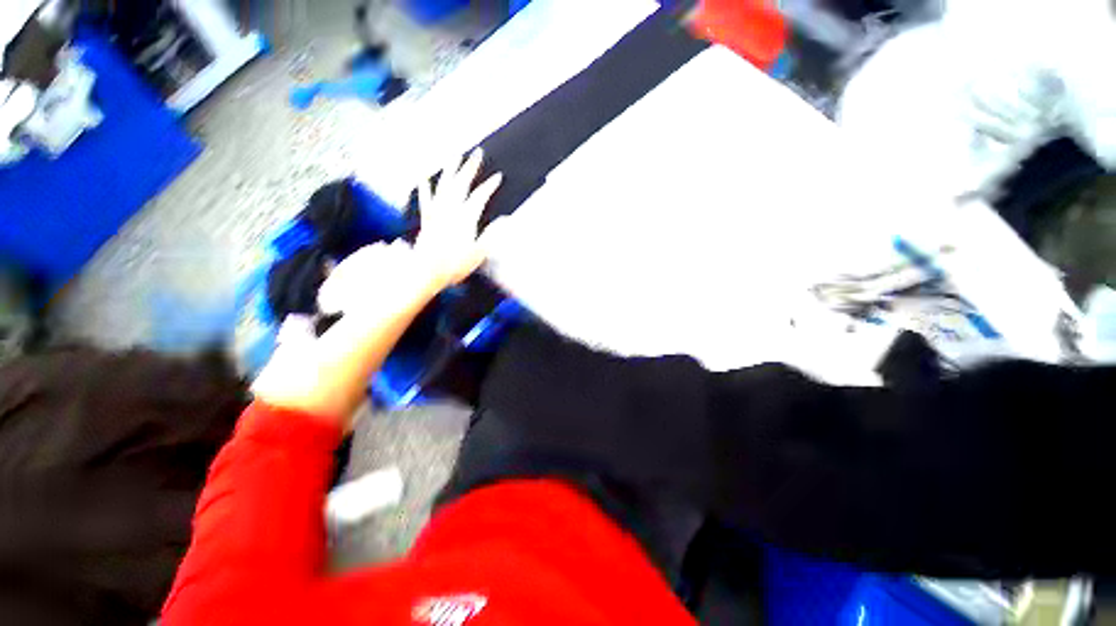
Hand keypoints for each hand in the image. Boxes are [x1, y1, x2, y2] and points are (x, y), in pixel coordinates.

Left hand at [414, 148, 502, 288]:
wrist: (427, 270)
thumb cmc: (455, 264)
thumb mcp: (479, 253)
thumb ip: (492, 236)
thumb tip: (505, 220)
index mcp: (466, 218)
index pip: (480, 196)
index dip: (490, 186)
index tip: (498, 176)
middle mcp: (451, 210)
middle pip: (461, 184)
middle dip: (470, 167)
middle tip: (477, 153)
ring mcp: (437, 212)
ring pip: (444, 185)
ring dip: (450, 169)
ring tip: (454, 155)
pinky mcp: (427, 218)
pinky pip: (426, 198)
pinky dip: (425, 186)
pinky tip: (423, 176)